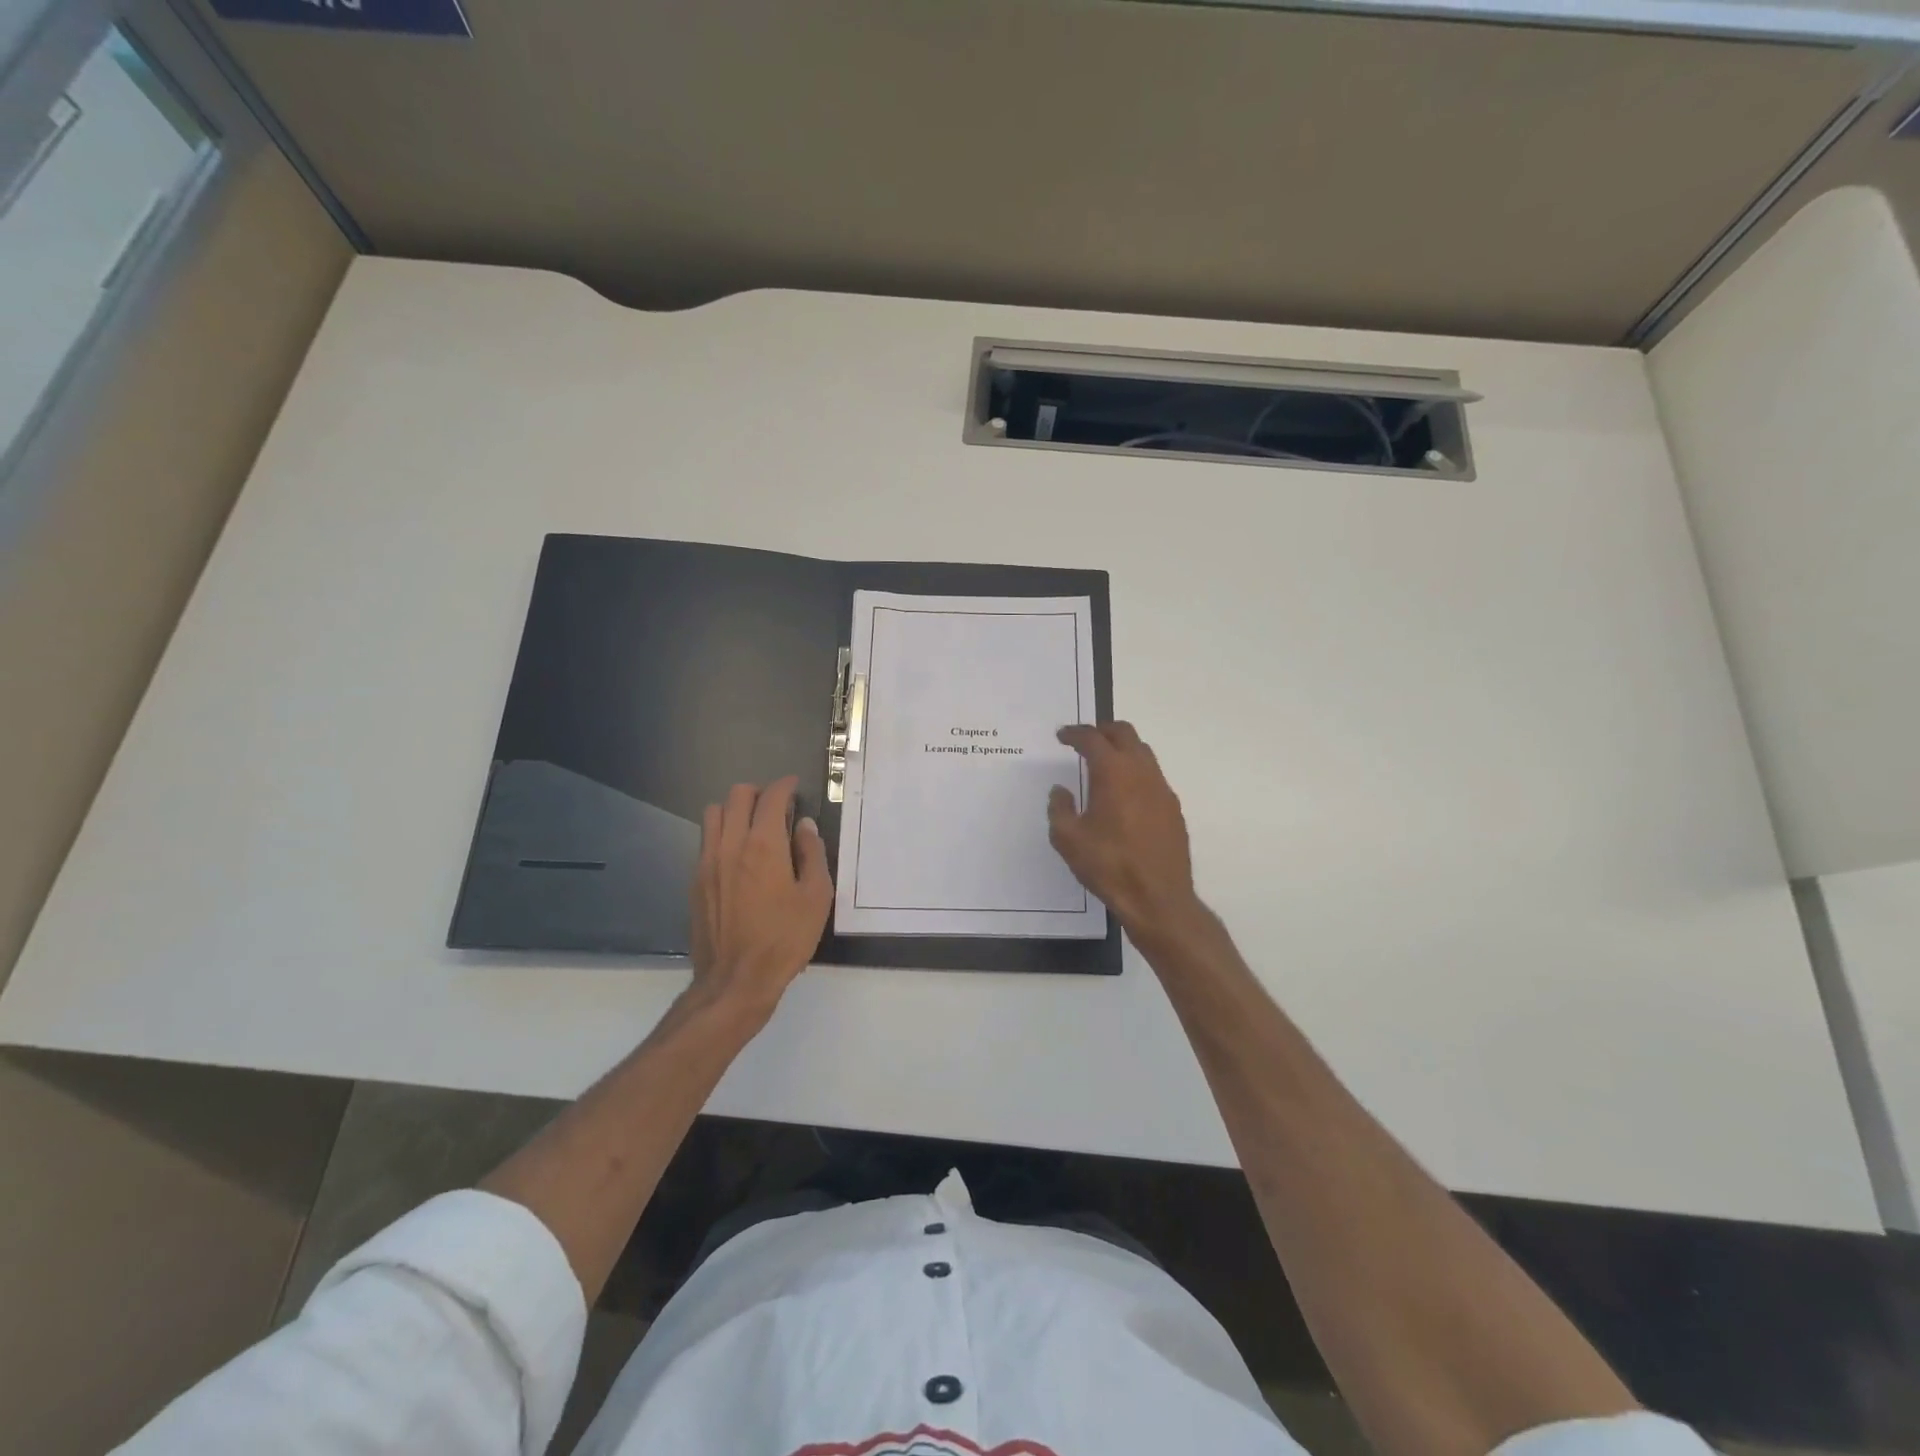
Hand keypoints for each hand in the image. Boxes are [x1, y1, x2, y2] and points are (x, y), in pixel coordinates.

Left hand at [688, 776, 831, 1023]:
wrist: (735, 980)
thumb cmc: (784, 939)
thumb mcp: (816, 897)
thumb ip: (812, 855)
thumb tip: (804, 826)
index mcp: (764, 845)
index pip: (771, 797)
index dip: (785, 786)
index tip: (795, 788)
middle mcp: (730, 844)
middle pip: (737, 796)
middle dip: (760, 793)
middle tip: (778, 807)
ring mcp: (707, 862)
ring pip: (714, 813)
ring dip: (735, 810)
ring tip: (754, 827)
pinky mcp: (695, 880)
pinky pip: (705, 840)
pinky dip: (722, 833)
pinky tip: (738, 855)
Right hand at [1048, 722, 1202, 947]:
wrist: (1158, 898)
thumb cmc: (1109, 866)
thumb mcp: (1068, 839)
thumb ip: (1059, 809)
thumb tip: (1061, 791)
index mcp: (1113, 773)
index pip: (1093, 739)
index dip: (1075, 734)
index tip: (1062, 736)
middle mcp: (1142, 772)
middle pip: (1125, 734)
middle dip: (1103, 730)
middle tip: (1085, 739)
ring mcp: (1162, 789)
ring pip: (1143, 753)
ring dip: (1122, 749)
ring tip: (1104, 763)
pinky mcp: (1173, 808)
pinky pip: (1153, 776)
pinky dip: (1136, 772)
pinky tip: (1125, 793)